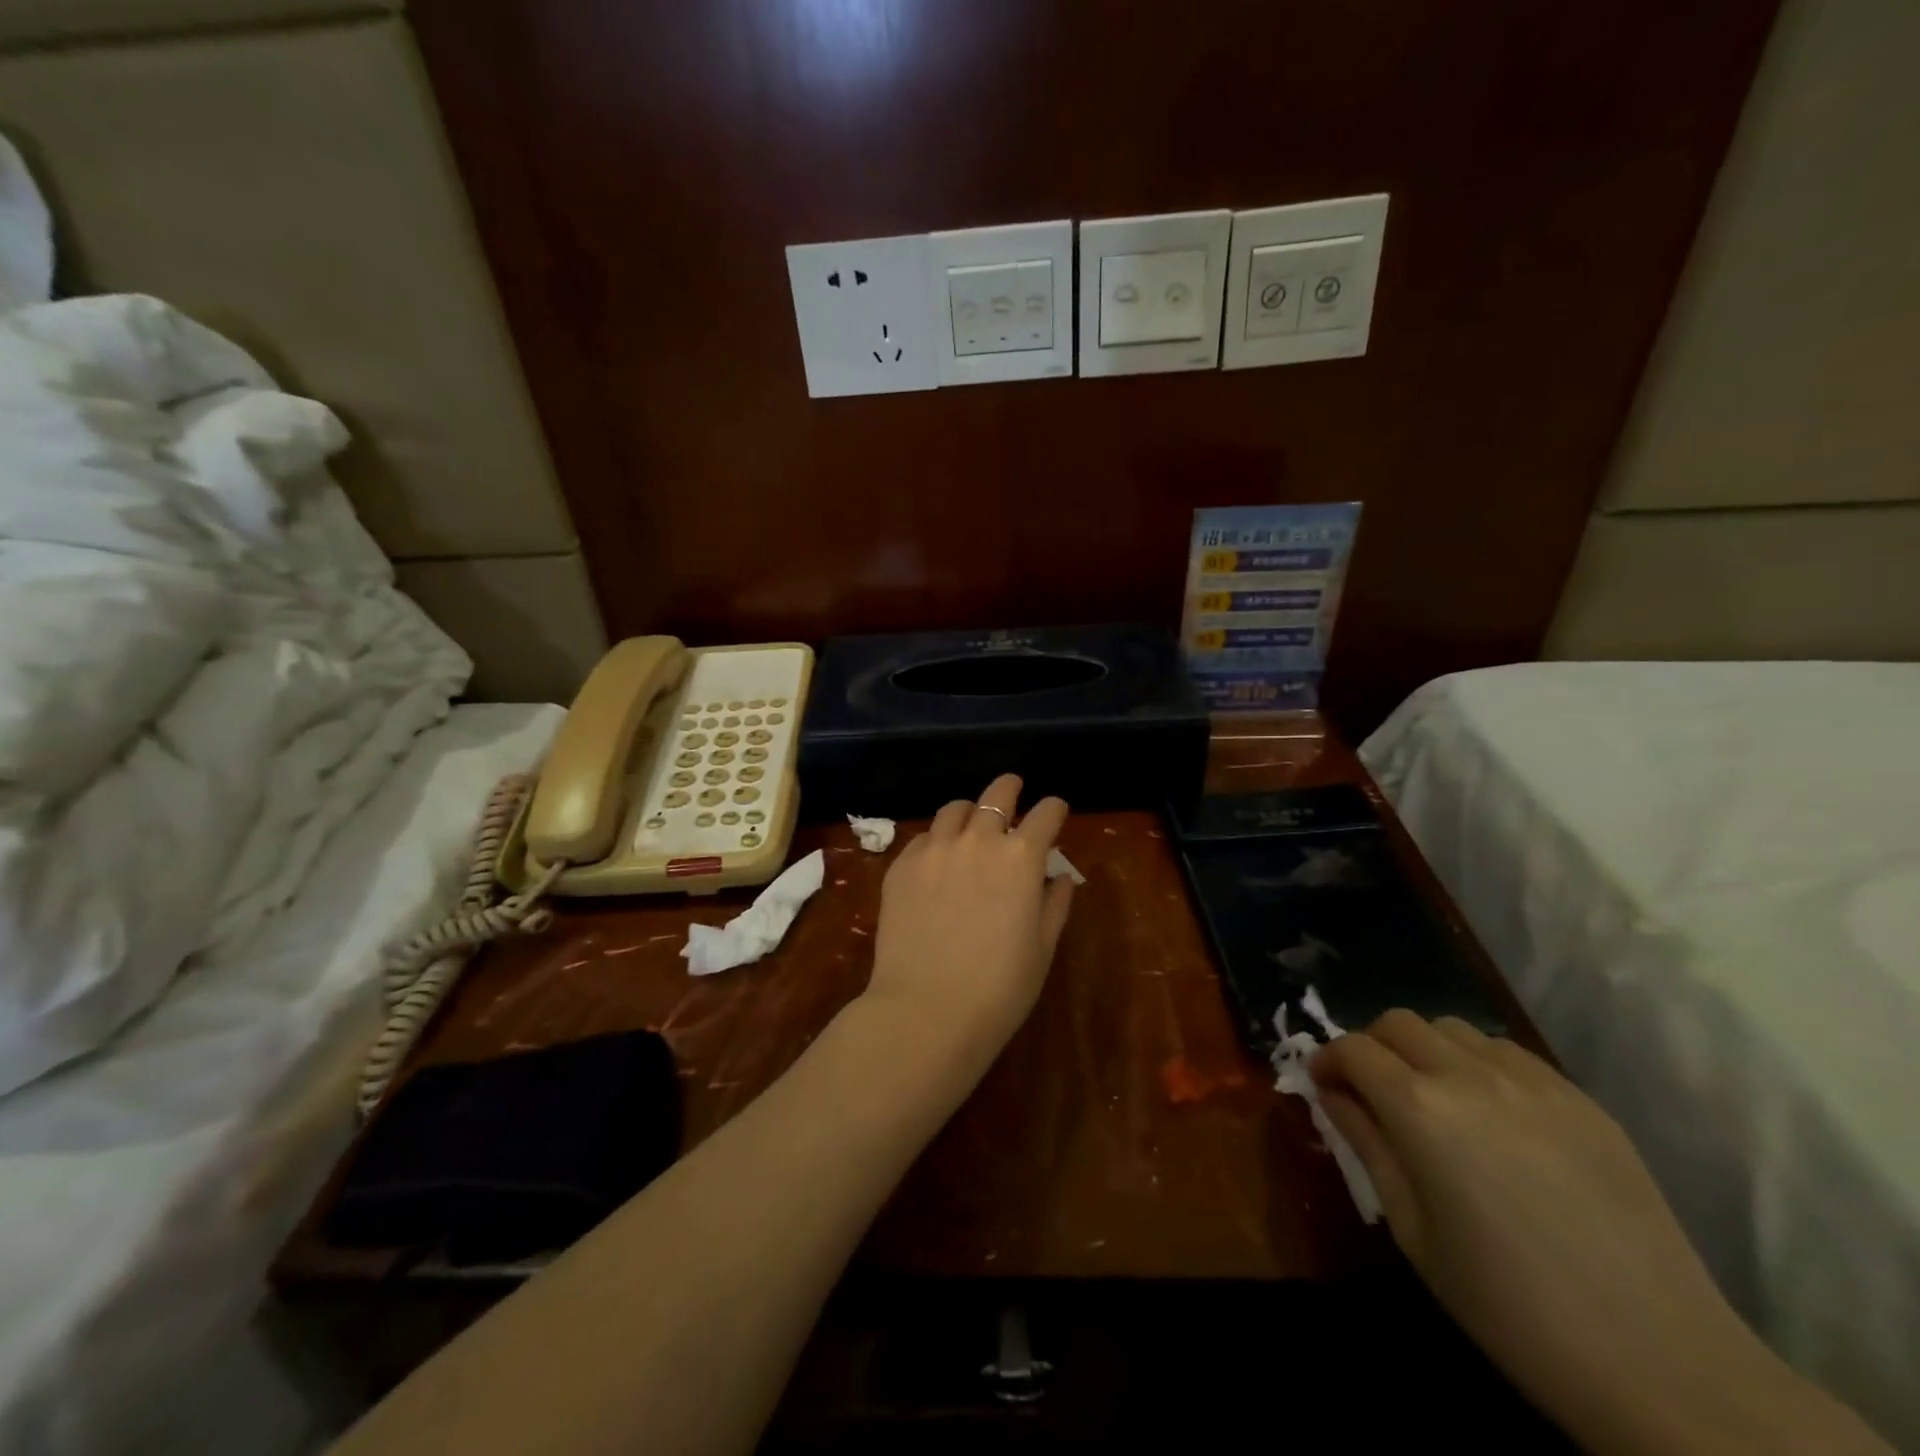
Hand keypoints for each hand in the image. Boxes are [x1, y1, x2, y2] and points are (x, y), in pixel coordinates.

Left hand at [862, 775, 1073, 1068]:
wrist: (926, 1010)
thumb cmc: (999, 988)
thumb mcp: (1042, 948)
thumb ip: (1054, 904)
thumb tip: (1058, 877)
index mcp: (1021, 858)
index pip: (1046, 813)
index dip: (1055, 808)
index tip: (1056, 810)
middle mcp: (978, 840)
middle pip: (997, 793)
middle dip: (1010, 788)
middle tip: (1013, 790)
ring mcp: (935, 849)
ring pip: (954, 809)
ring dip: (970, 811)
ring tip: (970, 824)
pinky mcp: (901, 865)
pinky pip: (923, 837)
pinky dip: (937, 840)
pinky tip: (937, 860)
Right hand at [1310, 1012, 1890, 1455]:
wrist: (1659, 1358)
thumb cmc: (1508, 1303)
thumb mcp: (1412, 1229)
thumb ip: (1366, 1146)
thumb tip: (1332, 1095)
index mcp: (1419, 1108)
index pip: (1352, 1049)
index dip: (1328, 1061)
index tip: (1325, 1087)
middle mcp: (1469, 1075)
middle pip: (1397, 1022)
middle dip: (1372, 1046)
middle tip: (1372, 1090)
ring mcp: (1531, 1081)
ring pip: (1452, 1028)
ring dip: (1426, 1049)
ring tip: (1435, 1098)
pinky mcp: (1580, 1097)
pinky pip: (1507, 1052)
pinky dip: (1479, 1064)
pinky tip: (1494, 1115)